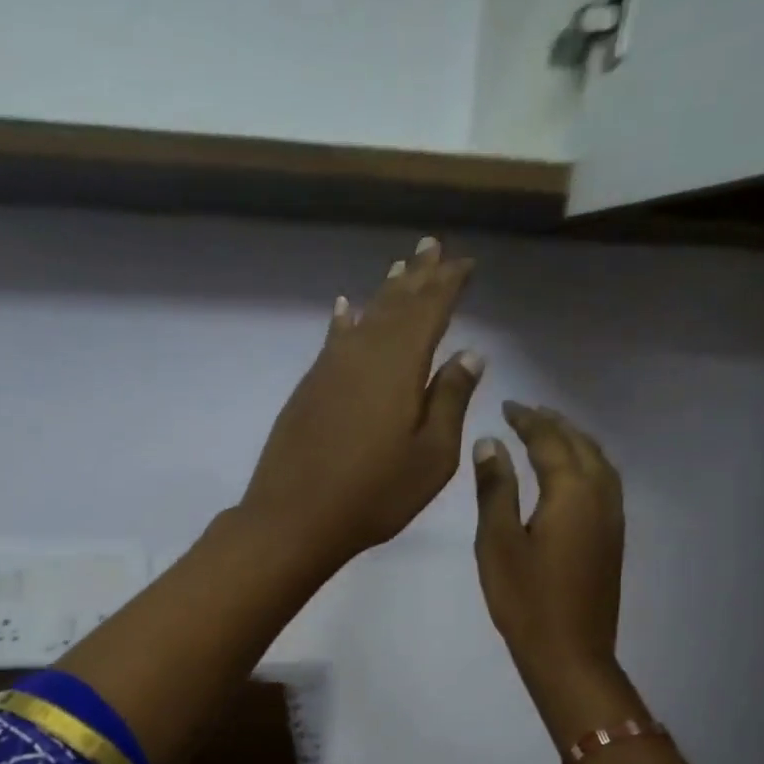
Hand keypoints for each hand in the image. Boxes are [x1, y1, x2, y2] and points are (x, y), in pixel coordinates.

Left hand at [238, 238, 482, 571]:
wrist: (294, 517)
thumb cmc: (374, 494)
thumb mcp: (431, 456)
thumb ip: (450, 401)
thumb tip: (469, 353)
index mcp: (400, 364)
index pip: (430, 309)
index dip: (448, 283)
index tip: (465, 263)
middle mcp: (363, 353)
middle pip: (395, 304)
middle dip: (417, 276)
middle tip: (431, 247)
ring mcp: (329, 369)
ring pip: (364, 318)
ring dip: (384, 294)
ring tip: (400, 269)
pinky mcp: (308, 389)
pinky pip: (334, 340)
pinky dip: (344, 322)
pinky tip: (346, 311)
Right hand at [472, 402, 625, 700]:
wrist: (570, 652)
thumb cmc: (525, 599)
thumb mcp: (498, 542)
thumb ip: (495, 489)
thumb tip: (491, 444)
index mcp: (571, 491)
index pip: (550, 440)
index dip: (528, 420)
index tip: (507, 406)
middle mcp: (600, 494)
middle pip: (580, 444)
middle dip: (554, 424)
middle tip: (526, 413)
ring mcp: (612, 517)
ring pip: (599, 461)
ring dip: (574, 441)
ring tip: (549, 434)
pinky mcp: (613, 537)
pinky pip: (605, 482)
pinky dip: (587, 463)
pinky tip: (571, 474)